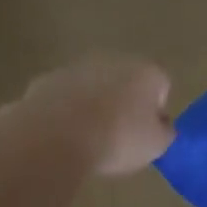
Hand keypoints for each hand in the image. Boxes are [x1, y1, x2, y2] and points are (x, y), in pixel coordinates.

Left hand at [0, 54, 175, 176]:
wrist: (54, 137)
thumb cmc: (117, 139)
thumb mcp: (156, 145)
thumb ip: (164, 132)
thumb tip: (161, 126)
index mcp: (145, 72)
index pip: (161, 85)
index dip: (156, 110)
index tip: (146, 134)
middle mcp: (110, 61)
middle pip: (123, 81)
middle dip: (122, 103)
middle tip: (118, 136)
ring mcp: (72, 69)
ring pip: (89, 88)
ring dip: (90, 107)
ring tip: (86, 140)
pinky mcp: (42, 83)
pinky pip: (61, 100)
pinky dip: (62, 114)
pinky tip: (61, 139)